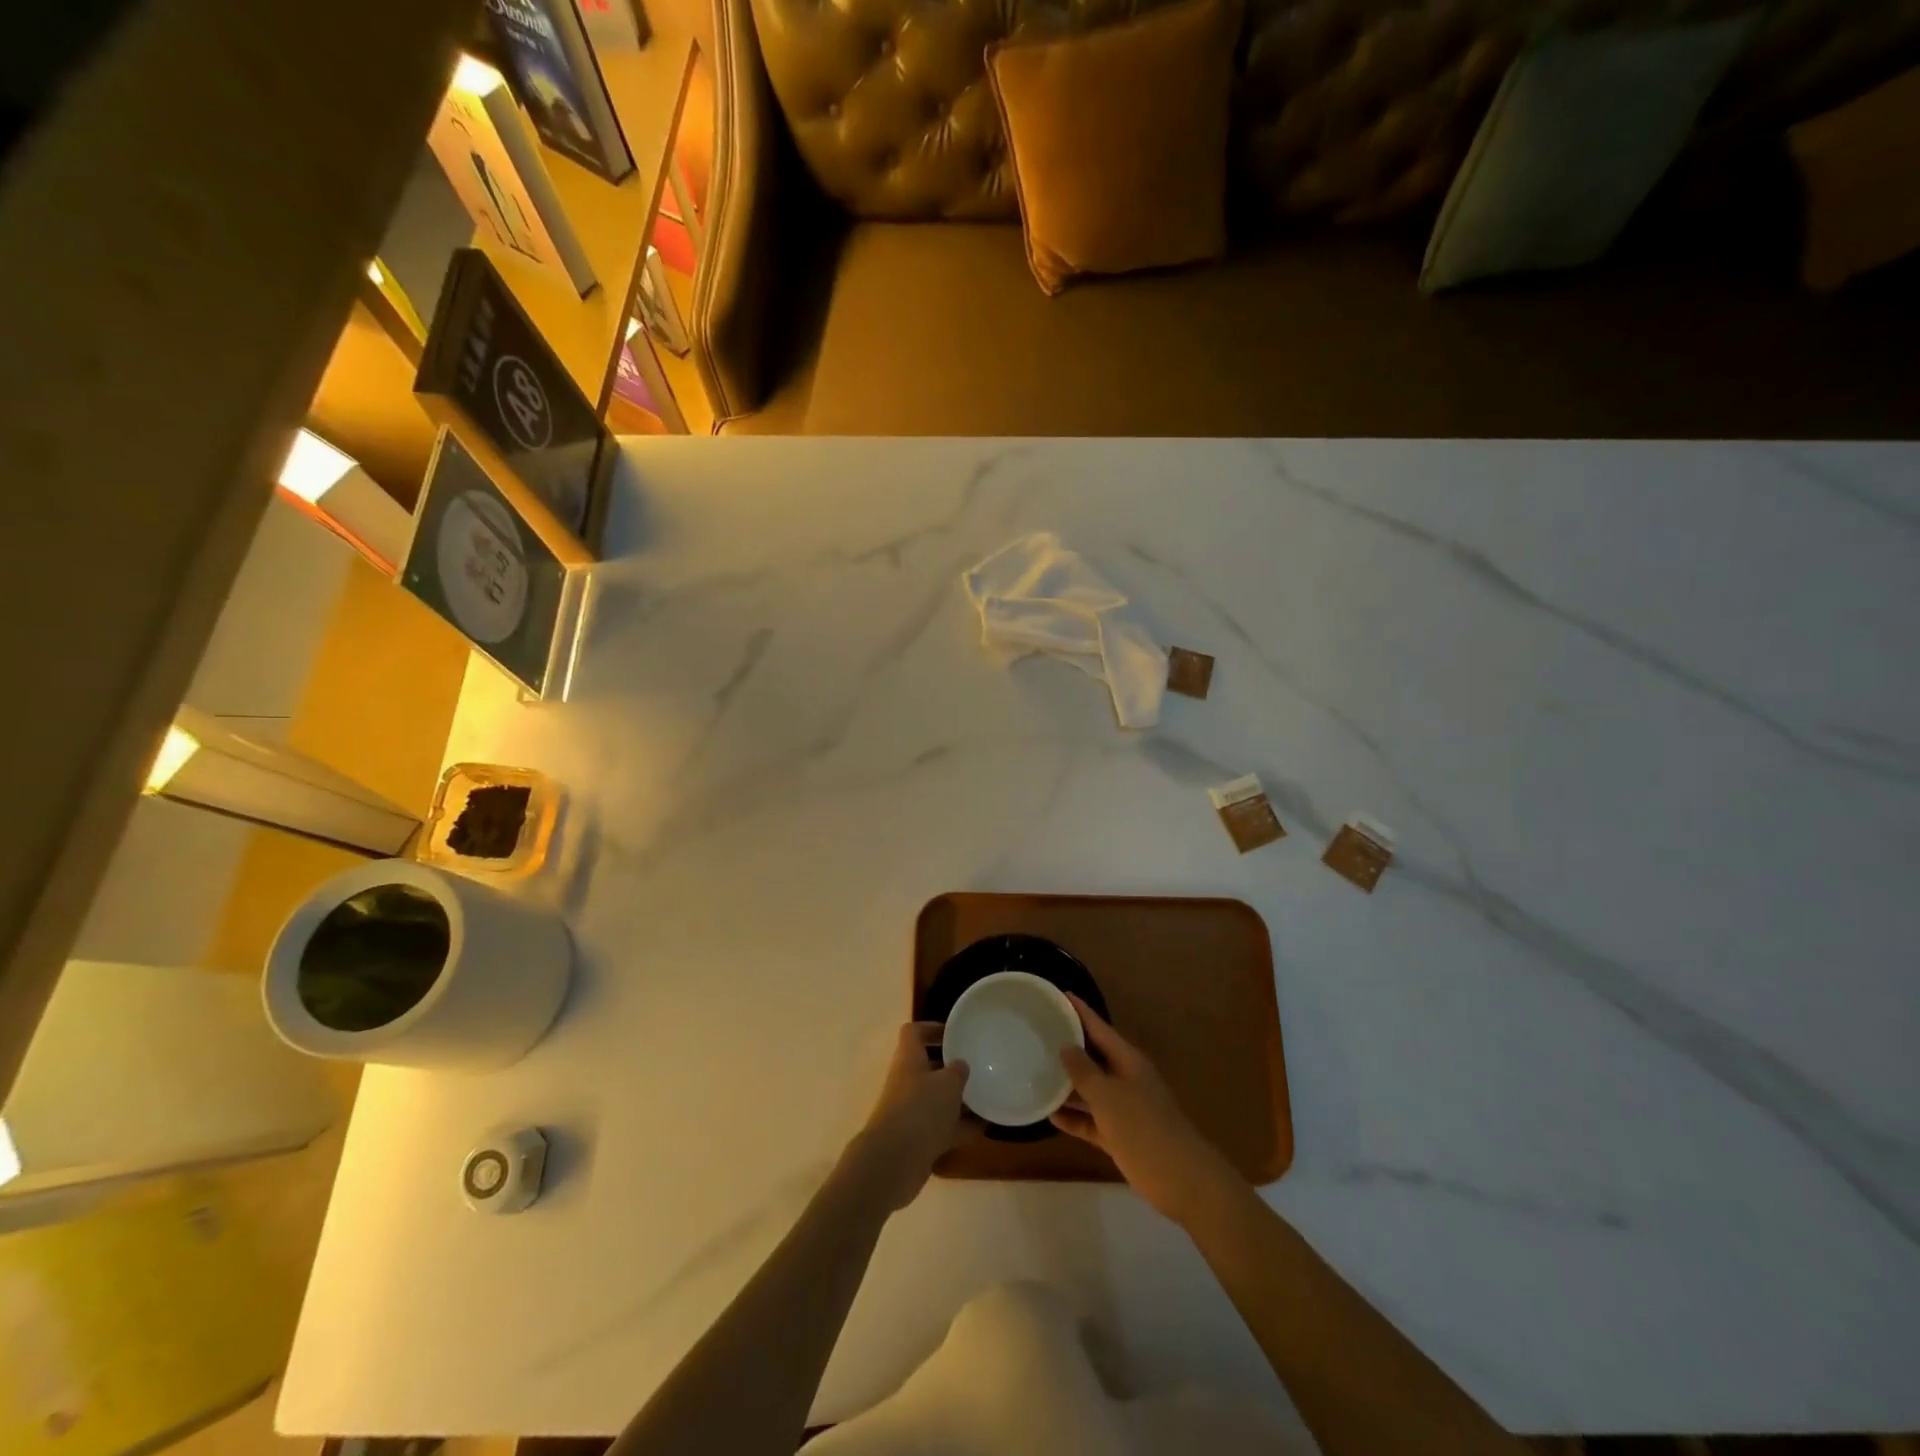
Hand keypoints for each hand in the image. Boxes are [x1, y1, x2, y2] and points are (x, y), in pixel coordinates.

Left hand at [846, 1023, 969, 1211]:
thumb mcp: (948, 1083)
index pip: (913, 1033)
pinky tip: (984, 1126)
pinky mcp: (918, 1139)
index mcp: (909, 1059)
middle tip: (977, 1066)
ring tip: (986, 1096)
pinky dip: (961, 1126)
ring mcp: (911, 1112)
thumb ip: (957, 1071)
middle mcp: (907, 1082)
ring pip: (937, 1099)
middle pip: (927, 1067)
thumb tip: (960, 1065)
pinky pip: (943, 1127)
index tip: (954, 1033)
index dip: (931, 1028)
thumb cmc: (921, 1109)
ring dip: (959, 1099)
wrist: (895, 1161)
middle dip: (951, 1067)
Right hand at [1051, 995, 1241, 1226]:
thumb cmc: (1144, 1128)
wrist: (1181, 1179)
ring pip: (1090, 1090)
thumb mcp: (1108, 1096)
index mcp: (1127, 1061)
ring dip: (1067, 1085)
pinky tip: (1050, 1115)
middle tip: (1038, 1034)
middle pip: (1093, 1057)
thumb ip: (1084, 1071)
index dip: (1080, 1012)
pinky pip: (1091, 1120)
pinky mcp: (1119, 1135)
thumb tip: (1066, 1046)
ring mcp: (1123, 1108)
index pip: (1099, 1028)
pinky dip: (1074, 1118)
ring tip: (1036, 1073)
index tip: (1059, 995)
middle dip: (1069, 1047)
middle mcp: (1125, 1079)